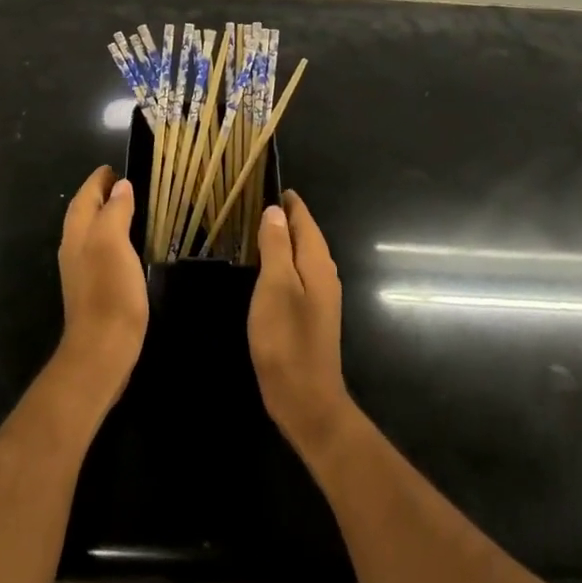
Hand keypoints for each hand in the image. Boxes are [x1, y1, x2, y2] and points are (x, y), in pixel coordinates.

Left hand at [54, 167, 148, 401]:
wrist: (102, 350)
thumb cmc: (109, 291)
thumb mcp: (114, 243)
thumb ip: (115, 211)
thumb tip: (120, 186)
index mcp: (78, 233)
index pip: (84, 196)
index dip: (98, 180)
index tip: (112, 167)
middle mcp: (74, 248)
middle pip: (83, 212)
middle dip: (98, 195)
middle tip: (120, 183)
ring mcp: (81, 270)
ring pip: (89, 231)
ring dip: (103, 215)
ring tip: (125, 207)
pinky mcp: (92, 289)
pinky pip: (98, 250)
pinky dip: (109, 237)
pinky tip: (124, 246)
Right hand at [249, 191, 352, 458]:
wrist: (306, 399)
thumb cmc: (287, 339)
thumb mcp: (275, 286)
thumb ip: (275, 246)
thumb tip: (275, 211)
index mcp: (317, 263)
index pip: (305, 220)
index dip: (289, 202)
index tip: (269, 183)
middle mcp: (324, 275)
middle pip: (306, 236)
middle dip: (286, 217)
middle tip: (257, 201)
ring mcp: (321, 297)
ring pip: (302, 256)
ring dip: (284, 240)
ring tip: (258, 228)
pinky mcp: (311, 316)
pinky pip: (298, 275)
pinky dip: (284, 262)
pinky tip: (267, 269)